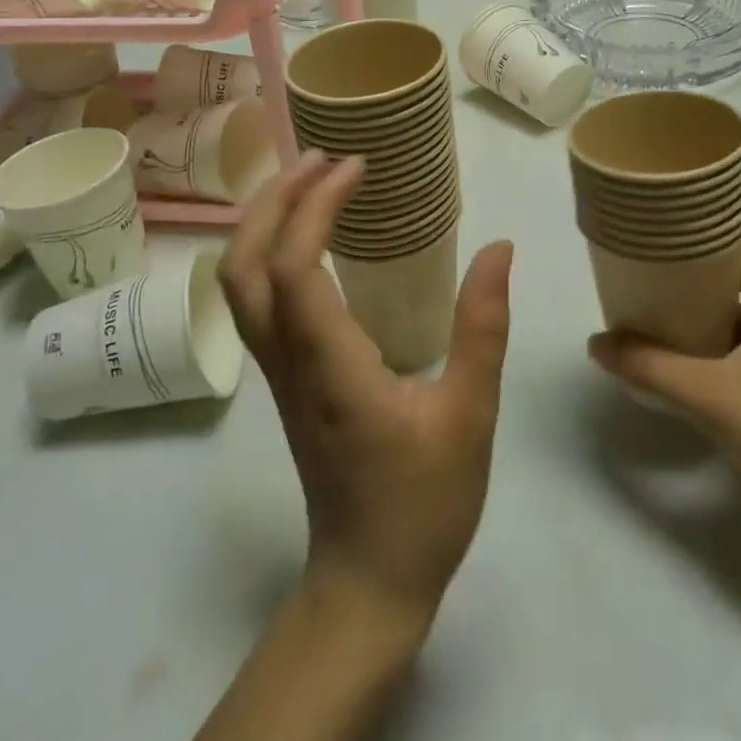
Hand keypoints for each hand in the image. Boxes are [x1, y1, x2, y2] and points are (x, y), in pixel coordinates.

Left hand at [220, 153, 512, 627]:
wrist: (368, 584)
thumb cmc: (423, 503)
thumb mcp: (470, 413)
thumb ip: (483, 328)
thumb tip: (499, 249)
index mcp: (327, 363)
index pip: (295, 263)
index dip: (315, 203)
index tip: (355, 165)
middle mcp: (287, 360)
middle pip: (245, 265)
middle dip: (274, 199)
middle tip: (321, 157)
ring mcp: (278, 373)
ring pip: (241, 285)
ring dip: (264, 223)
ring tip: (309, 183)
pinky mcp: (286, 382)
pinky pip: (259, 302)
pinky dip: (271, 252)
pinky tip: (310, 241)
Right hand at [587, 228, 740, 522]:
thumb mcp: (711, 397)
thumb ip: (651, 368)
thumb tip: (597, 343)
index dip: (707, 221)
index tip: (664, 223)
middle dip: (701, 260)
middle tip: (656, 263)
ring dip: (711, 299)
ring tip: (664, 302)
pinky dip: (722, 334)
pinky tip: (693, 357)